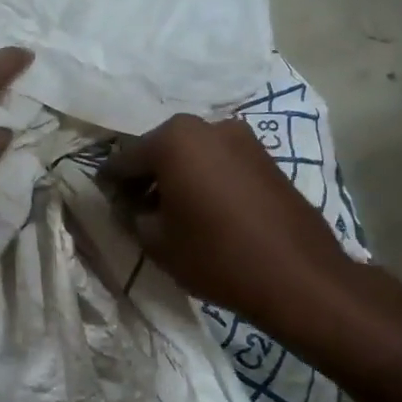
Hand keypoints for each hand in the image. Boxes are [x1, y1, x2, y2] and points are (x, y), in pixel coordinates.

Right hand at [103, 115, 387, 333]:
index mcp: (174, 139)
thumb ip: (132, 216)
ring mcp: (243, 137)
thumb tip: (129, 205)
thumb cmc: (216, 256)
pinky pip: (221, 162)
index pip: (126, 158)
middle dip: (146, 176)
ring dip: (177, 176)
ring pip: (193, 154)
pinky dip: (205, 178)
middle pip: (161, 149)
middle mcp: (208, 126)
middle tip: (135, 207)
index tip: (104, 202)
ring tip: (171, 212)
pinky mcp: (266, 157)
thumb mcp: (157, 242)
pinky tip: (204, 210)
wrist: (298, 275)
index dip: (111, 183)